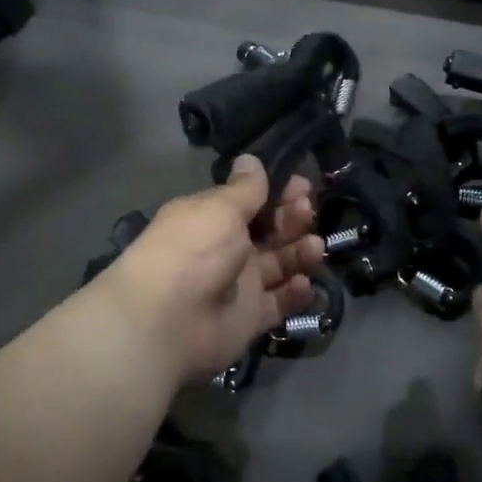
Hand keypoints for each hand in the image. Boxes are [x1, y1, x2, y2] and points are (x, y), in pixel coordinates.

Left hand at [106, 156, 323, 384]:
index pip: (252, 201)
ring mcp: (240, 285)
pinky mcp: (251, 318)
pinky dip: (295, 293)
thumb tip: (250, 159)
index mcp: (214, 218)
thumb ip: (245, 188)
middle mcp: (227, 249)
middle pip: (270, 230)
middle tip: (305, 210)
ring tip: (314, 247)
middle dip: (293, 217)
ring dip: (301, 252)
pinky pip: (280, 303)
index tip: (301, 184)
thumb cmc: (193, 251)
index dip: (278, 191)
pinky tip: (302, 283)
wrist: (168, 321)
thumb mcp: (220, 209)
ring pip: (280, 264)